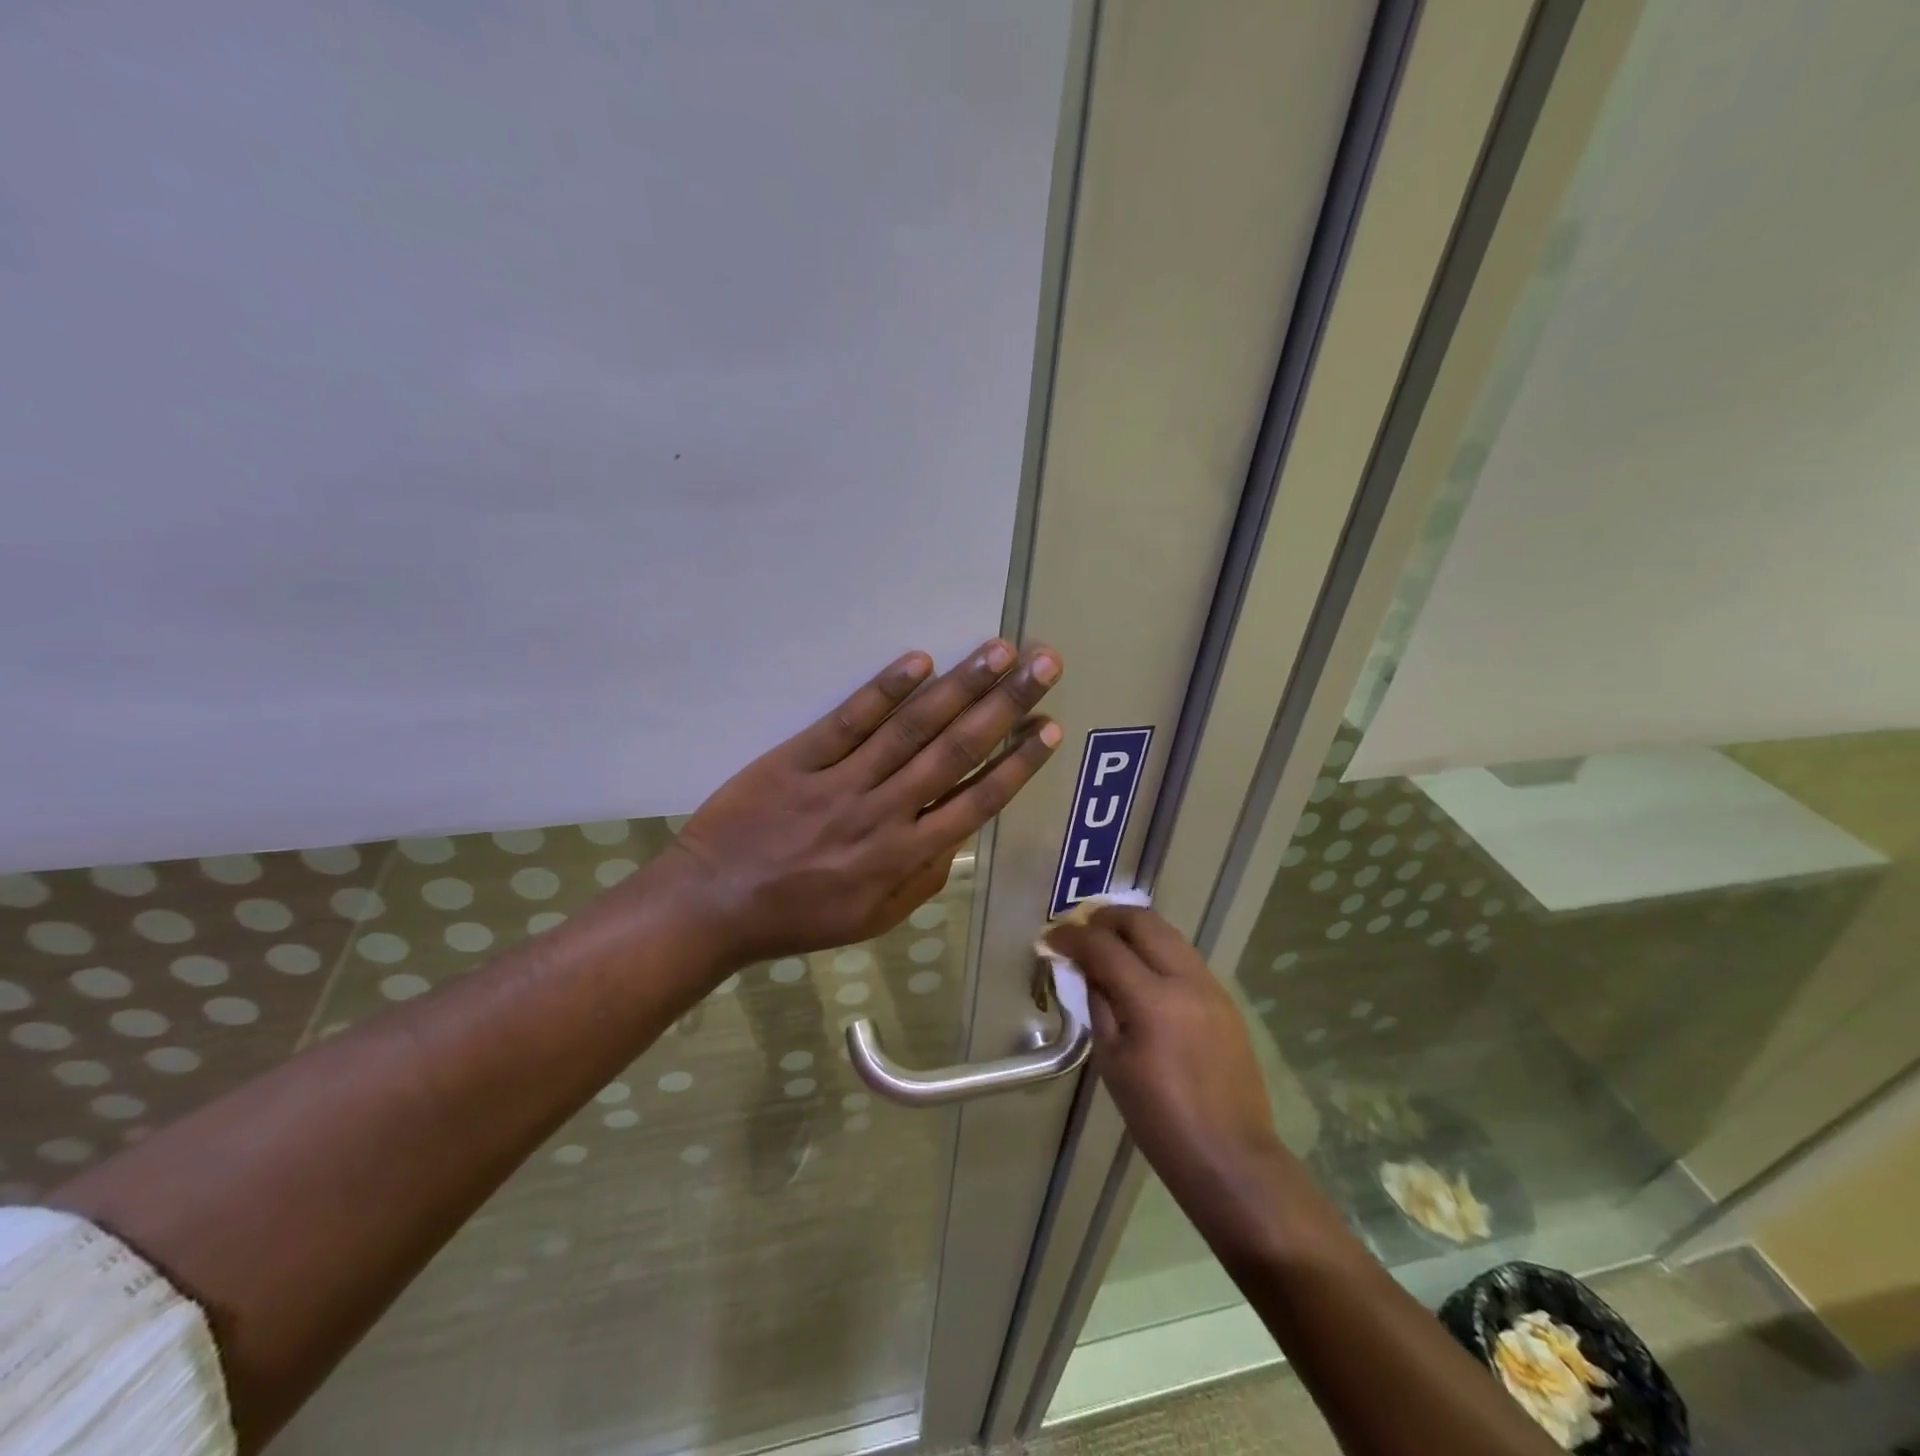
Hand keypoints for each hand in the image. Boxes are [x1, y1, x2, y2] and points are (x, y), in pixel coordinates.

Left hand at [664, 639, 1063, 965]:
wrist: (712, 905)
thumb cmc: (798, 917)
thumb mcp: (873, 919)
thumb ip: (923, 880)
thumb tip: (957, 835)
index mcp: (904, 856)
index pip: (976, 801)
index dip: (1017, 762)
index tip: (1050, 727)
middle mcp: (884, 813)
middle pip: (955, 751)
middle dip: (1006, 705)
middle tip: (1043, 664)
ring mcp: (841, 782)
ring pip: (911, 729)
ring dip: (960, 687)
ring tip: (998, 652)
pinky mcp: (798, 759)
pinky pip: (848, 721)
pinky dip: (884, 689)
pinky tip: (918, 661)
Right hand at [1046, 907, 1278, 1196]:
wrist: (1230, 1158)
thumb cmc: (1160, 1120)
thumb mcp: (1112, 1063)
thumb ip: (1099, 1005)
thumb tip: (1087, 971)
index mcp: (1153, 1000)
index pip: (1104, 947)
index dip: (1072, 936)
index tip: (1051, 938)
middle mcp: (1186, 980)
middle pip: (1143, 921)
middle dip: (1106, 918)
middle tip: (1081, 931)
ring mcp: (1211, 986)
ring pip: (1168, 933)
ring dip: (1133, 930)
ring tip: (1107, 946)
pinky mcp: (1224, 1000)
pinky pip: (1184, 957)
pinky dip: (1156, 950)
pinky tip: (1140, 971)